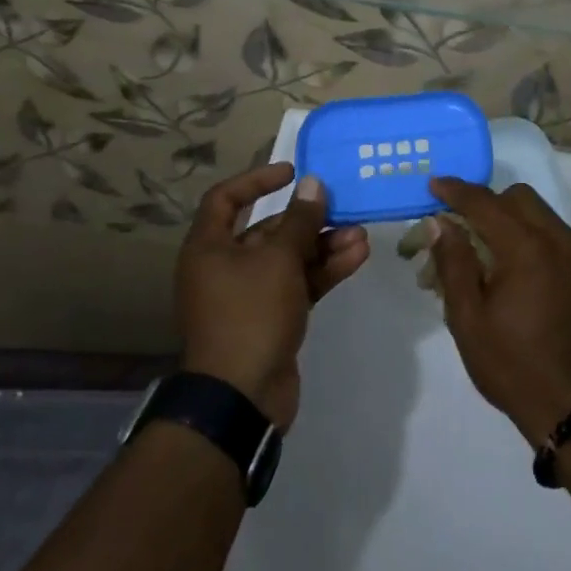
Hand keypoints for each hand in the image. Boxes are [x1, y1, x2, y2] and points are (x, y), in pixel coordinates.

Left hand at [177, 164, 368, 430]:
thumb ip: (300, 220)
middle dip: (307, 220)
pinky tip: (357, 256)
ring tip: (361, 235)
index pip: (226, 199)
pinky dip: (324, 270)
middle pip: (267, 231)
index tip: (292, 172)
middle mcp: (224, 267)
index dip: (257, 180)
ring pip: (289, 258)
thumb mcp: (278, 260)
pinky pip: (299, 283)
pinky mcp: (271, 318)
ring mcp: (248, 295)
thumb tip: (312, 184)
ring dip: (323, 245)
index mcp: (209, 248)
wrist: (241, 398)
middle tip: (342, 208)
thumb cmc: (249, 314)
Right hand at [428, 178, 570, 446]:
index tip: (435, 184)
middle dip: (490, 204)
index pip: (486, 203)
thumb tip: (441, 222)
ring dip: (518, 224)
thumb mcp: (468, 319)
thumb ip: (454, 262)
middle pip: (521, 199)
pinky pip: (566, 243)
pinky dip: (543, 246)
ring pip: (546, 217)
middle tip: (468, 229)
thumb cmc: (511, 366)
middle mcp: (562, 241)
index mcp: (526, 249)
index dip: (457, 191)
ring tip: (499, 257)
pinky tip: (531, 279)